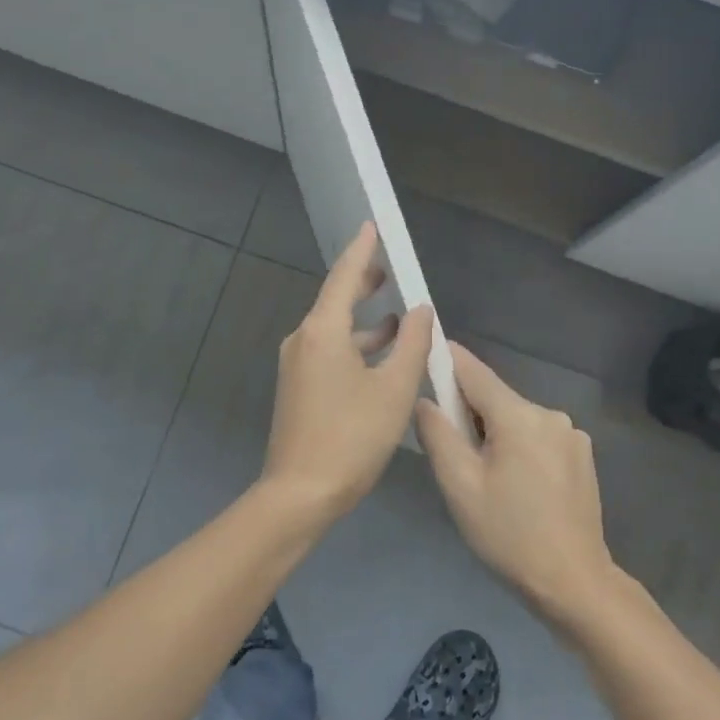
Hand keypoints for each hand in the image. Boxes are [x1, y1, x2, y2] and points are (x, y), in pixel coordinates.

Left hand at [260, 222, 434, 522]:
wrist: (300, 493)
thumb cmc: (352, 437)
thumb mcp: (394, 388)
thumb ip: (413, 344)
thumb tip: (422, 310)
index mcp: (323, 331)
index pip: (344, 276)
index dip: (362, 250)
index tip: (371, 226)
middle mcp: (303, 340)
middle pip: (336, 301)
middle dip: (364, 285)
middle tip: (391, 271)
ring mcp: (296, 365)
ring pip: (334, 330)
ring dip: (366, 322)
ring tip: (399, 319)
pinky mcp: (298, 388)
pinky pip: (329, 352)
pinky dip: (355, 346)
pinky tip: (381, 359)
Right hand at [417, 343, 620, 624]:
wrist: (574, 582)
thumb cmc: (508, 535)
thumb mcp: (460, 486)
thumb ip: (437, 435)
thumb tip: (426, 401)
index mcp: (519, 416)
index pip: (474, 371)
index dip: (447, 358)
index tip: (427, 347)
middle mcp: (549, 414)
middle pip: (496, 399)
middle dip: (469, 414)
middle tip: (452, 454)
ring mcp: (571, 435)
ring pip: (517, 421)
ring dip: (495, 435)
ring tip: (486, 480)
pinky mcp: (582, 456)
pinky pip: (538, 438)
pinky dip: (519, 448)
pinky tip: (516, 487)